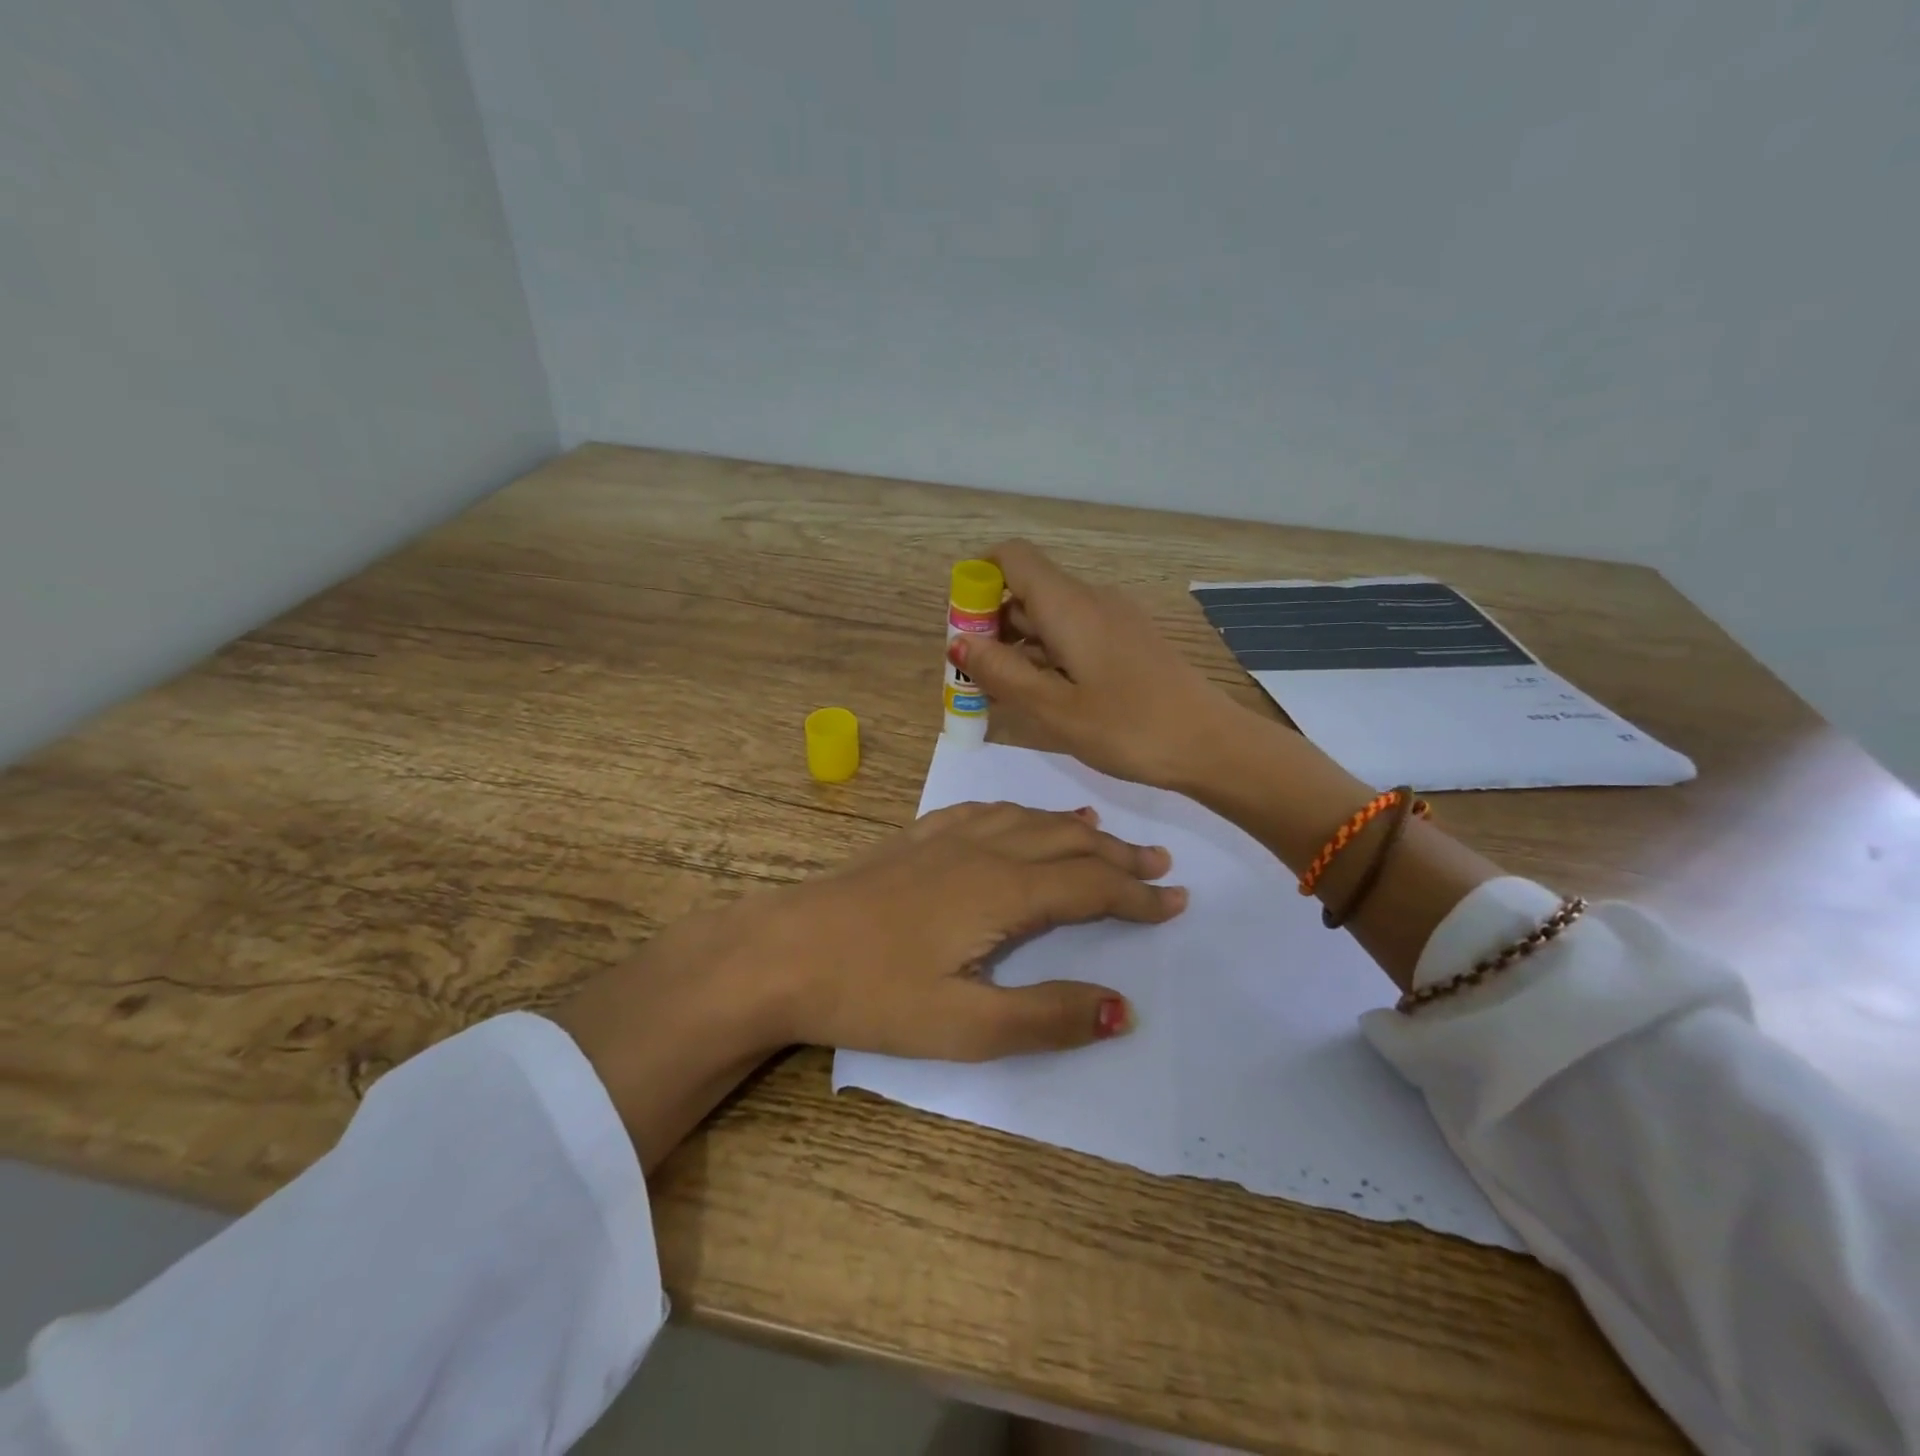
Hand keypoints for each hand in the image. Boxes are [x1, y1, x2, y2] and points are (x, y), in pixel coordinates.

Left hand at [750, 801, 1185, 1058]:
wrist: (782, 951)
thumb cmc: (871, 993)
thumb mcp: (964, 1026)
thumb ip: (1047, 1016)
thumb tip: (1124, 1008)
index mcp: (1003, 890)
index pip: (1090, 886)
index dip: (1137, 895)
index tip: (1177, 902)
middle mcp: (982, 850)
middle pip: (1066, 843)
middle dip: (1117, 856)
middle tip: (1159, 865)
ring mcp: (944, 838)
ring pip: (1027, 820)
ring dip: (1073, 830)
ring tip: (1104, 834)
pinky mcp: (914, 839)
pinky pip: (984, 812)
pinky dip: (1019, 813)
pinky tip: (1018, 817)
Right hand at [948, 539, 1237, 790]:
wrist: (1212, 745)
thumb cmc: (1128, 728)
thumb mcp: (1053, 708)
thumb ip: (1001, 673)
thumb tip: (958, 642)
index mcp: (1069, 605)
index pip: (1012, 557)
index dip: (978, 579)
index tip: (963, 628)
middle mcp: (1091, 599)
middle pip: (1028, 589)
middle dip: (992, 625)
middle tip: (976, 679)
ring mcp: (1115, 619)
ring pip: (1051, 616)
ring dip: (1019, 646)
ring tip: (1004, 696)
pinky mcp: (1130, 641)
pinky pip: (1075, 634)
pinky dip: (1049, 655)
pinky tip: (1046, 697)